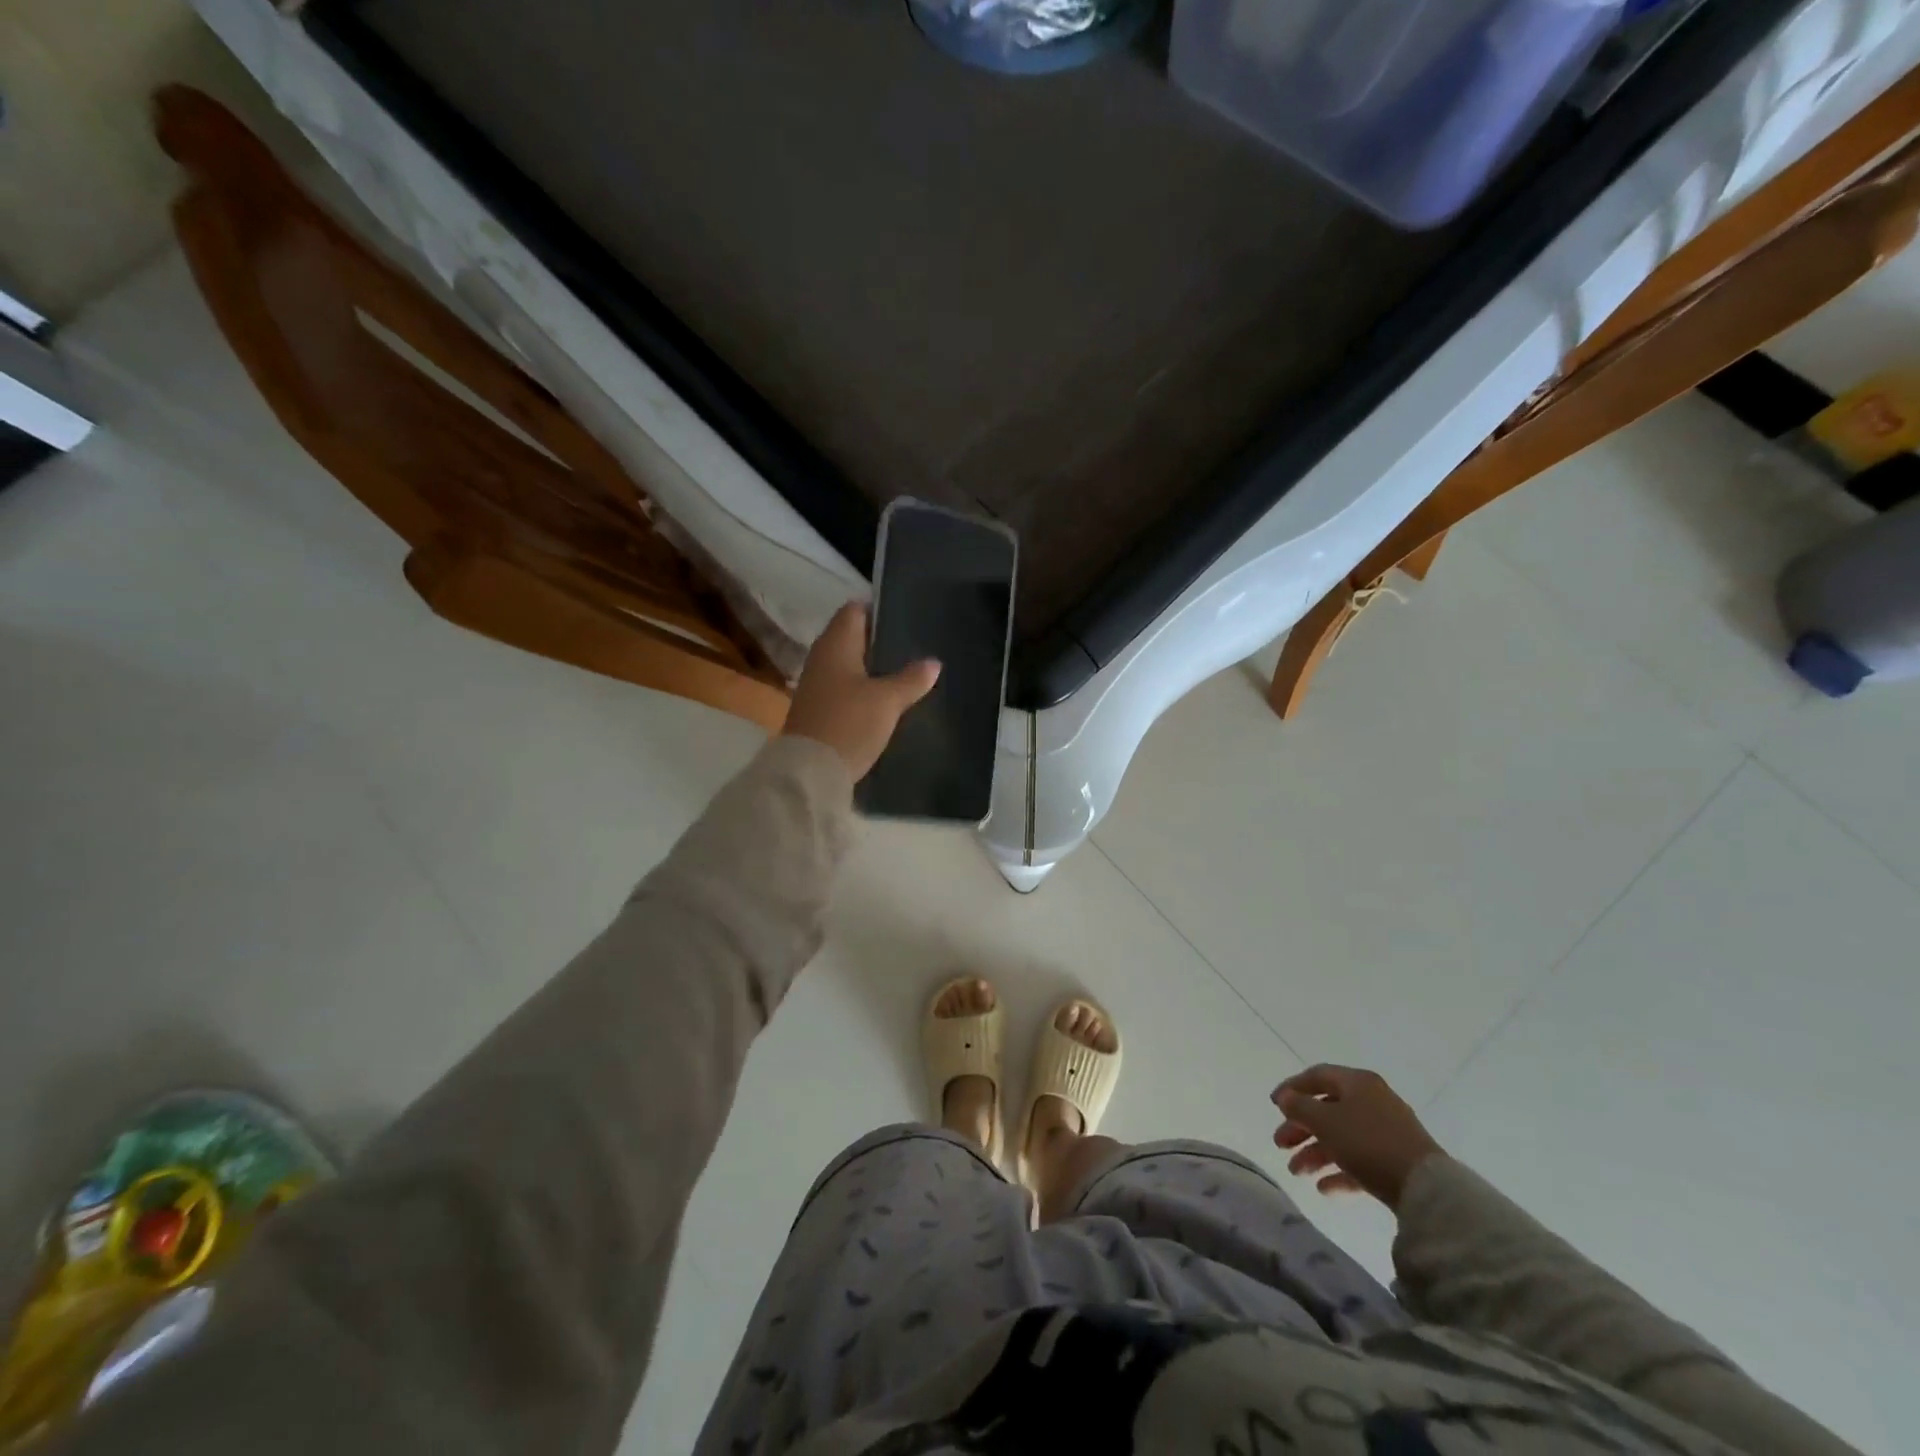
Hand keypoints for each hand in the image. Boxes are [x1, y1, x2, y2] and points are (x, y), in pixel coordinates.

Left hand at [782, 602, 939, 780]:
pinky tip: (885, 699)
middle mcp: (822, 658)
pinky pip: (844, 688)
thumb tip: (933, 662)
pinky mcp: (818, 709)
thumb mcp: (887, 701)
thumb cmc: (849, 723)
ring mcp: (817, 685)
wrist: (811, 772)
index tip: (906, 617)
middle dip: (880, 641)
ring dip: (872, 667)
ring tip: (906, 672)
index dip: (878, 610)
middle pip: (852, 637)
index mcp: (835, 644)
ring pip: (849, 665)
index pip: (854, 610)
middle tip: (913, 645)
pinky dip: (863, 688)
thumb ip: (911, 679)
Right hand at [1271, 1065, 1445, 1210]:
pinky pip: (1361, 1161)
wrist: (1427, 1189)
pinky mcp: (1397, 1162)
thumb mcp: (1325, 1121)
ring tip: (1297, 1173)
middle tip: (1280, 1144)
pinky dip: (1340, 1171)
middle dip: (1301, 1128)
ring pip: (1342, 1137)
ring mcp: (1387, 1133)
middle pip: (1328, 1109)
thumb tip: (1286, 1097)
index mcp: (1358, 1083)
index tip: (1273, 1105)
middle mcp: (1373, 1101)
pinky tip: (1324, 1188)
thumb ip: (1299, 1106)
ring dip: (1316, 1153)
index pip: (1317, 1076)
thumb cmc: (1368, 1142)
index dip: (1292, 1088)